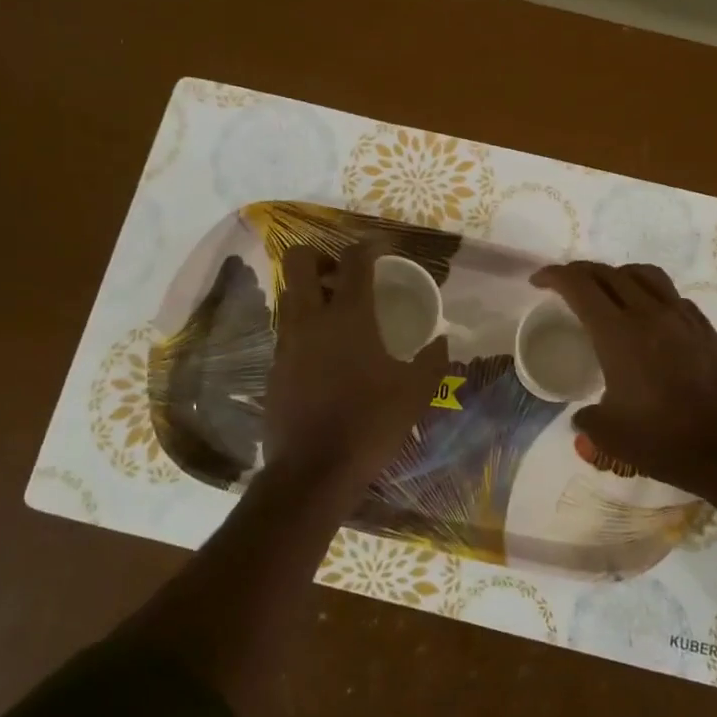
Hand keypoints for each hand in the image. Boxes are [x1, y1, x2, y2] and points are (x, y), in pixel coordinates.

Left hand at [264, 239, 449, 496]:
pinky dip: (303, 325)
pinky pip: (286, 329)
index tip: (381, 247)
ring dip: (310, 291)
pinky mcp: (274, 367)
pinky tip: (324, 352)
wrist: (313, 471)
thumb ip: (433, 360)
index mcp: (349, 317)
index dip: (368, 245)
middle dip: (320, 255)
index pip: (354, 261)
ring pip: (288, 294)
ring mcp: (286, 342)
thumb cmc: (369, 425)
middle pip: (299, 261)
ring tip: (336, 312)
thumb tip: (443, 340)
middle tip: (343, 274)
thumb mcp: (415, 393)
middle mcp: (311, 319)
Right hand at [531, 261, 716, 485]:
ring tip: (608, 289)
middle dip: (580, 272)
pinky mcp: (705, 329)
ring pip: (645, 275)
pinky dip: (650, 294)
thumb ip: (587, 419)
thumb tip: (583, 417)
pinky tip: (648, 316)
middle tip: (565, 284)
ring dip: (618, 274)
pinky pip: (672, 296)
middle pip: (609, 273)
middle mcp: (649, 313)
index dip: (554, 276)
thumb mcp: (609, 435)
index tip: (538, 281)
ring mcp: (682, 317)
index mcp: (617, 333)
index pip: (579, 286)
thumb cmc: (663, 439)